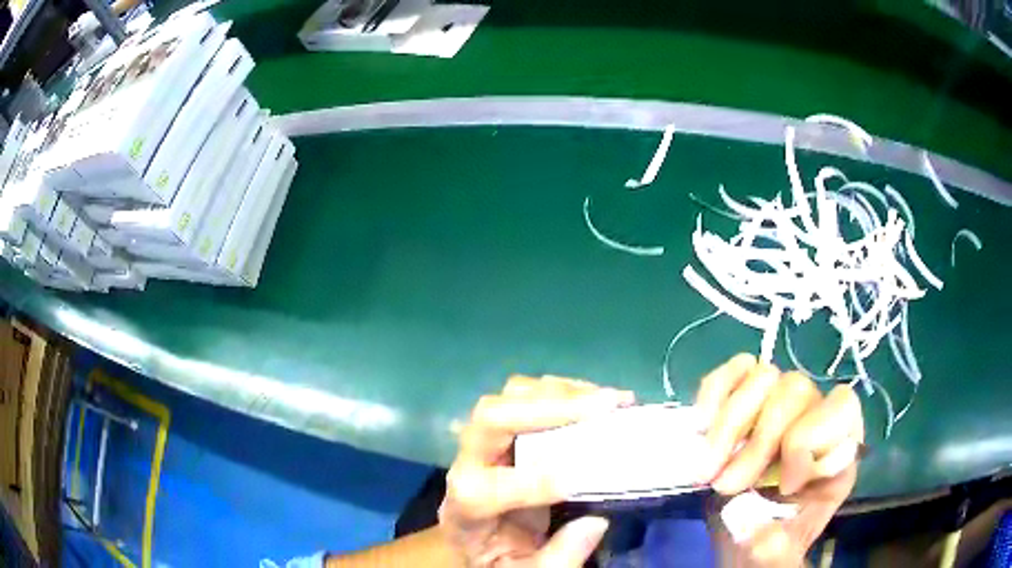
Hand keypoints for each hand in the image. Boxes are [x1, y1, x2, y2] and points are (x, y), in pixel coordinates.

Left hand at [439, 375, 634, 566]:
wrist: (471, 538)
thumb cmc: (497, 557)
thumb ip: (558, 557)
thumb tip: (597, 521)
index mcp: (466, 511)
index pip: (486, 490)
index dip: (533, 483)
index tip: (580, 479)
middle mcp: (466, 467)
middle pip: (490, 422)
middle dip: (548, 409)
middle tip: (606, 406)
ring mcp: (480, 444)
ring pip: (507, 399)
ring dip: (560, 393)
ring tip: (607, 400)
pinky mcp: (499, 431)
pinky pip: (522, 397)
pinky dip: (561, 391)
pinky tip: (593, 398)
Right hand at [695, 354, 863, 566]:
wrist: (739, 539)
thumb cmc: (766, 547)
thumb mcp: (774, 557)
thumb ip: (772, 548)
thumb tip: (747, 522)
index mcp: (837, 455)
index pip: (841, 409)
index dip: (807, 441)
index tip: (780, 487)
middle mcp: (814, 420)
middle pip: (796, 391)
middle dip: (756, 442)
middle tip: (723, 486)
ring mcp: (780, 407)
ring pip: (764, 375)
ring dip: (728, 423)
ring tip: (705, 469)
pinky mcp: (749, 401)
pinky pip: (738, 369)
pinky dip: (715, 390)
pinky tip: (701, 424)